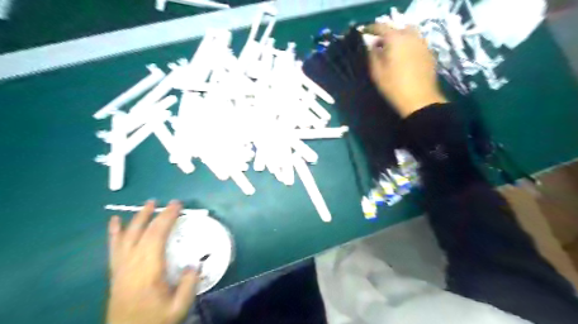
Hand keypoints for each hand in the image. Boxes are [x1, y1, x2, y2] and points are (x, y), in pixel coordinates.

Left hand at [107, 200, 199, 323]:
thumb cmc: (154, 321)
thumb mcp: (178, 307)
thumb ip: (188, 284)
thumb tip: (194, 263)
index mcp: (148, 271)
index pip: (156, 236)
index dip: (167, 218)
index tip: (178, 205)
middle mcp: (132, 265)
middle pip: (143, 232)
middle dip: (157, 214)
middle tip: (170, 202)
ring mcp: (121, 268)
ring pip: (127, 236)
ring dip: (138, 218)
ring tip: (148, 204)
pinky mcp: (116, 272)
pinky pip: (114, 248)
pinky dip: (114, 233)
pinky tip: (114, 222)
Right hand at [368, 24, 448, 117]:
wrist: (419, 100)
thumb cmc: (393, 86)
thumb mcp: (376, 72)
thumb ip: (372, 55)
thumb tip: (372, 45)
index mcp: (396, 39)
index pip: (381, 27)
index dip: (371, 29)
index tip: (365, 34)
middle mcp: (411, 37)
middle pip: (397, 29)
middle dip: (386, 35)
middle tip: (379, 45)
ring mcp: (422, 44)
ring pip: (409, 34)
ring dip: (399, 39)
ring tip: (392, 51)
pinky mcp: (429, 53)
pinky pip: (416, 43)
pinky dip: (408, 46)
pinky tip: (404, 58)